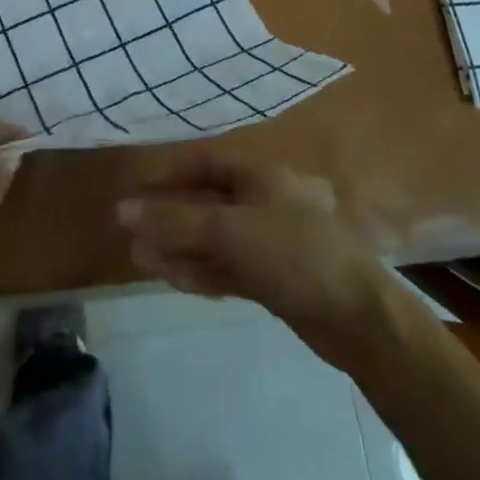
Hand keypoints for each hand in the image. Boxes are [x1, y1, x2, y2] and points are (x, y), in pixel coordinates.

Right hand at [117, 150, 389, 349]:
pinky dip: (201, 270)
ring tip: (138, 258)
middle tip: (129, 230)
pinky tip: (171, 278)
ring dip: (179, 247)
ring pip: (214, 239)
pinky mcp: (273, 277)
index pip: (204, 163)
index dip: (167, 172)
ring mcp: (269, 241)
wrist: (357, 316)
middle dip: (169, 216)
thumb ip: (175, 220)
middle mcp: (264, 201)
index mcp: (260, 175)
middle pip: (206, 202)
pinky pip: (227, 267)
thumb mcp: (229, 229)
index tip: (133, 187)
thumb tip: (122, 210)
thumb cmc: (292, 252)